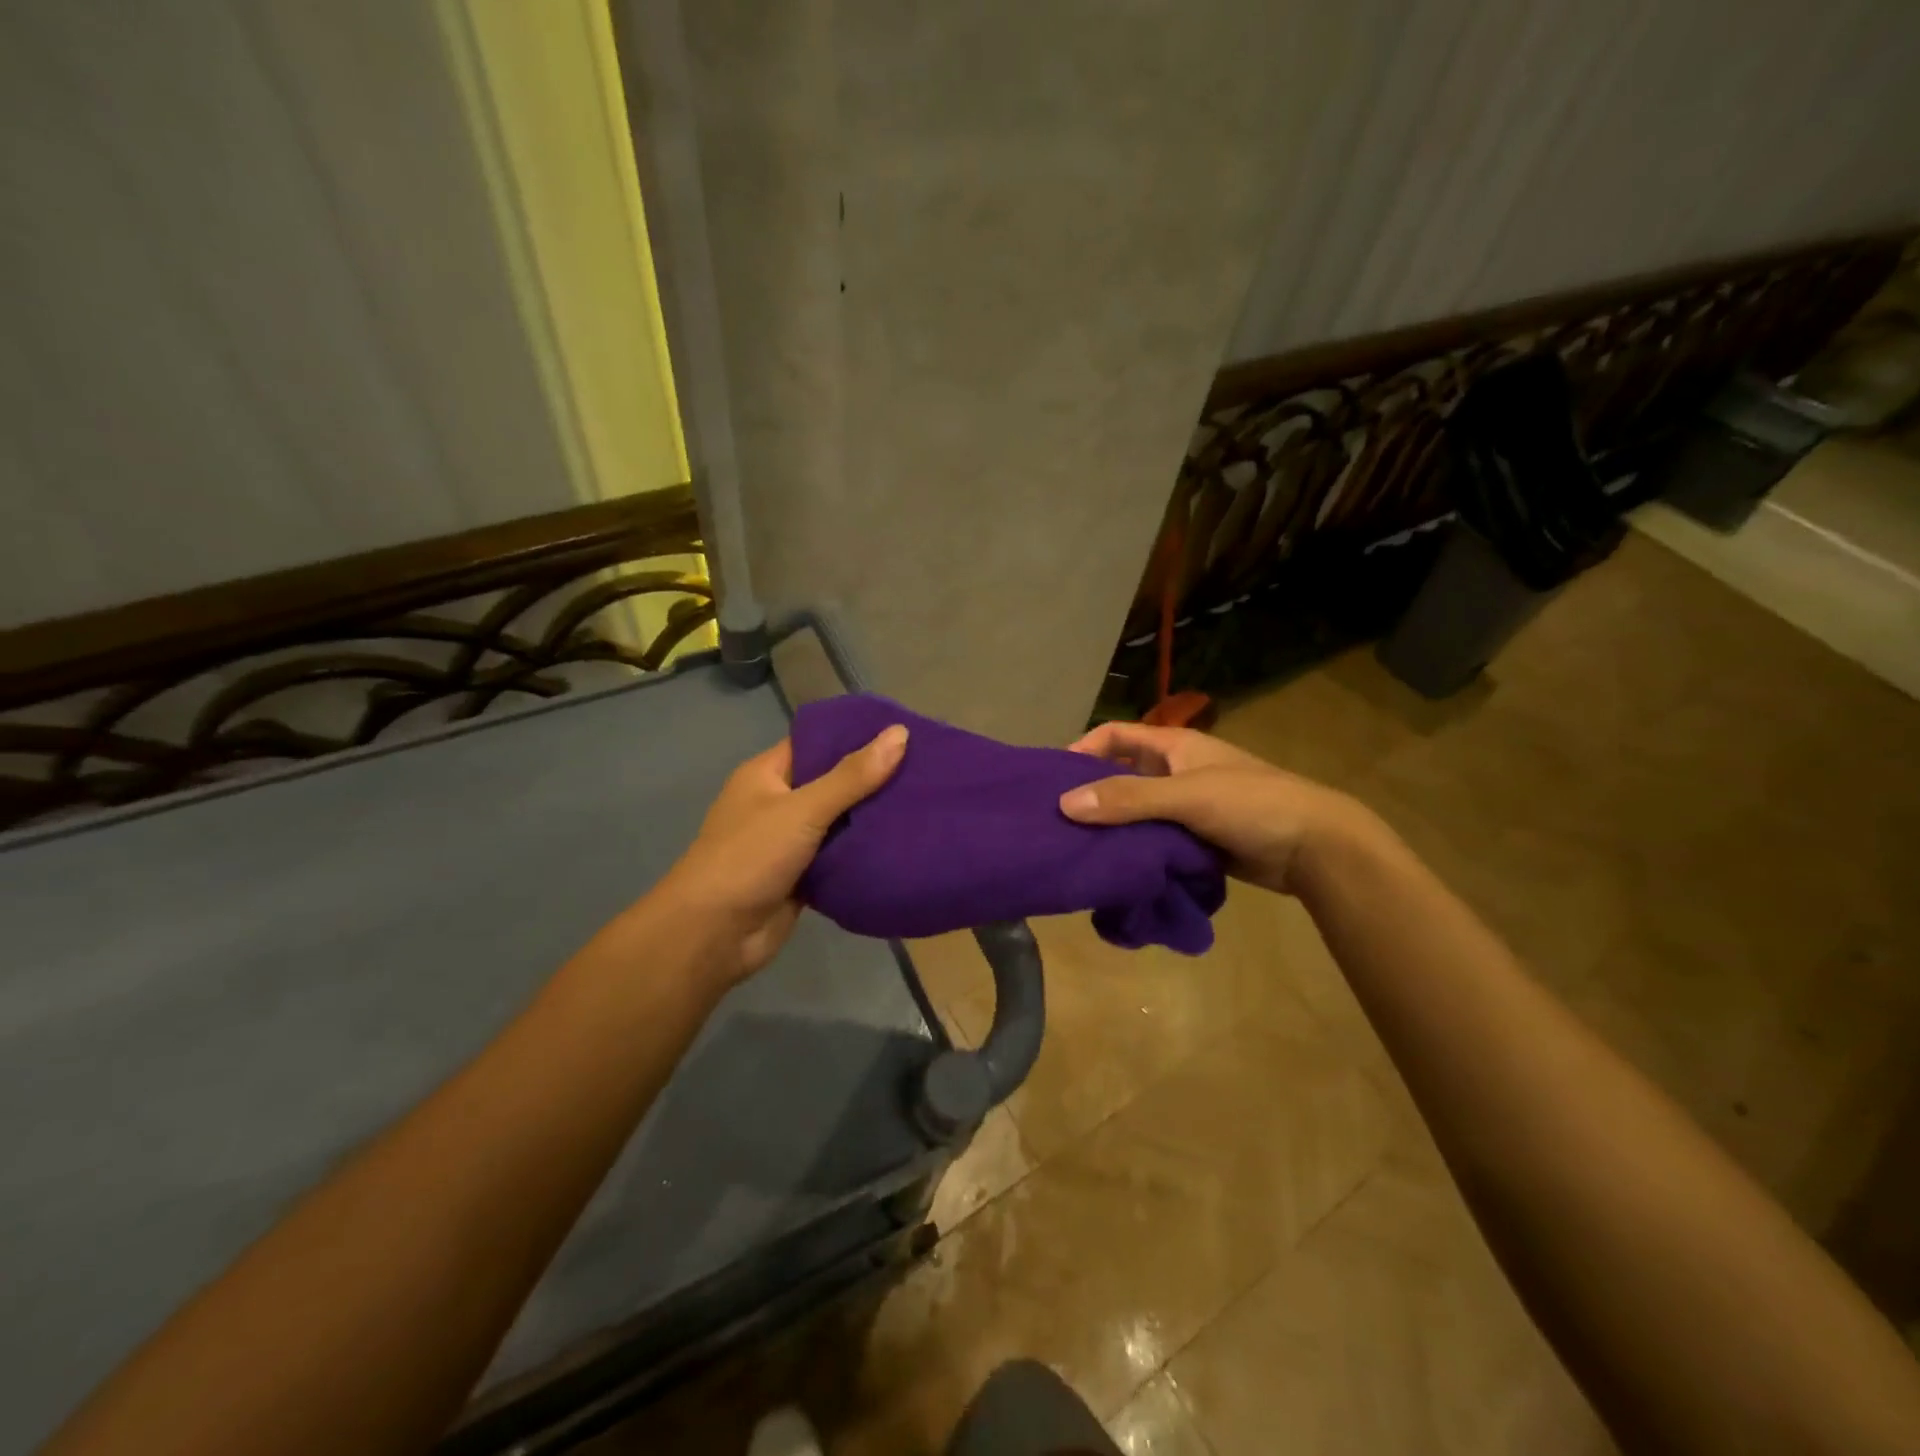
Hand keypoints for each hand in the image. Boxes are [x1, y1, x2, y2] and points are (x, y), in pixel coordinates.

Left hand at [645, 725, 908, 983]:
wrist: (713, 935)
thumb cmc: (749, 857)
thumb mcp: (803, 809)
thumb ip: (852, 776)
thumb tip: (900, 734)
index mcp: (768, 774)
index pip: (816, 742)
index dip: (856, 735)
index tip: (902, 732)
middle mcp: (778, 803)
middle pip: (833, 782)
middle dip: (873, 778)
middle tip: (926, 768)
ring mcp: (790, 842)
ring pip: (840, 822)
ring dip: (872, 818)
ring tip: (925, 801)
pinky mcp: (802, 877)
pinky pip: (840, 857)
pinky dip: (864, 853)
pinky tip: (904, 844)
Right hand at [1059, 721, 1364, 895]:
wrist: (1315, 847)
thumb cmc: (1251, 804)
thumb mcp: (1186, 796)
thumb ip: (1128, 798)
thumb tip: (1064, 805)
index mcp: (1174, 747)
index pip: (1116, 735)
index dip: (1083, 748)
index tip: (1052, 777)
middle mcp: (1176, 771)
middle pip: (1122, 774)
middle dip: (1091, 792)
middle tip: (1056, 819)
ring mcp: (1187, 806)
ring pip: (1137, 810)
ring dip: (1112, 825)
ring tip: (1076, 846)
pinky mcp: (1197, 838)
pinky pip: (1154, 838)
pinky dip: (1134, 848)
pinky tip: (1113, 866)